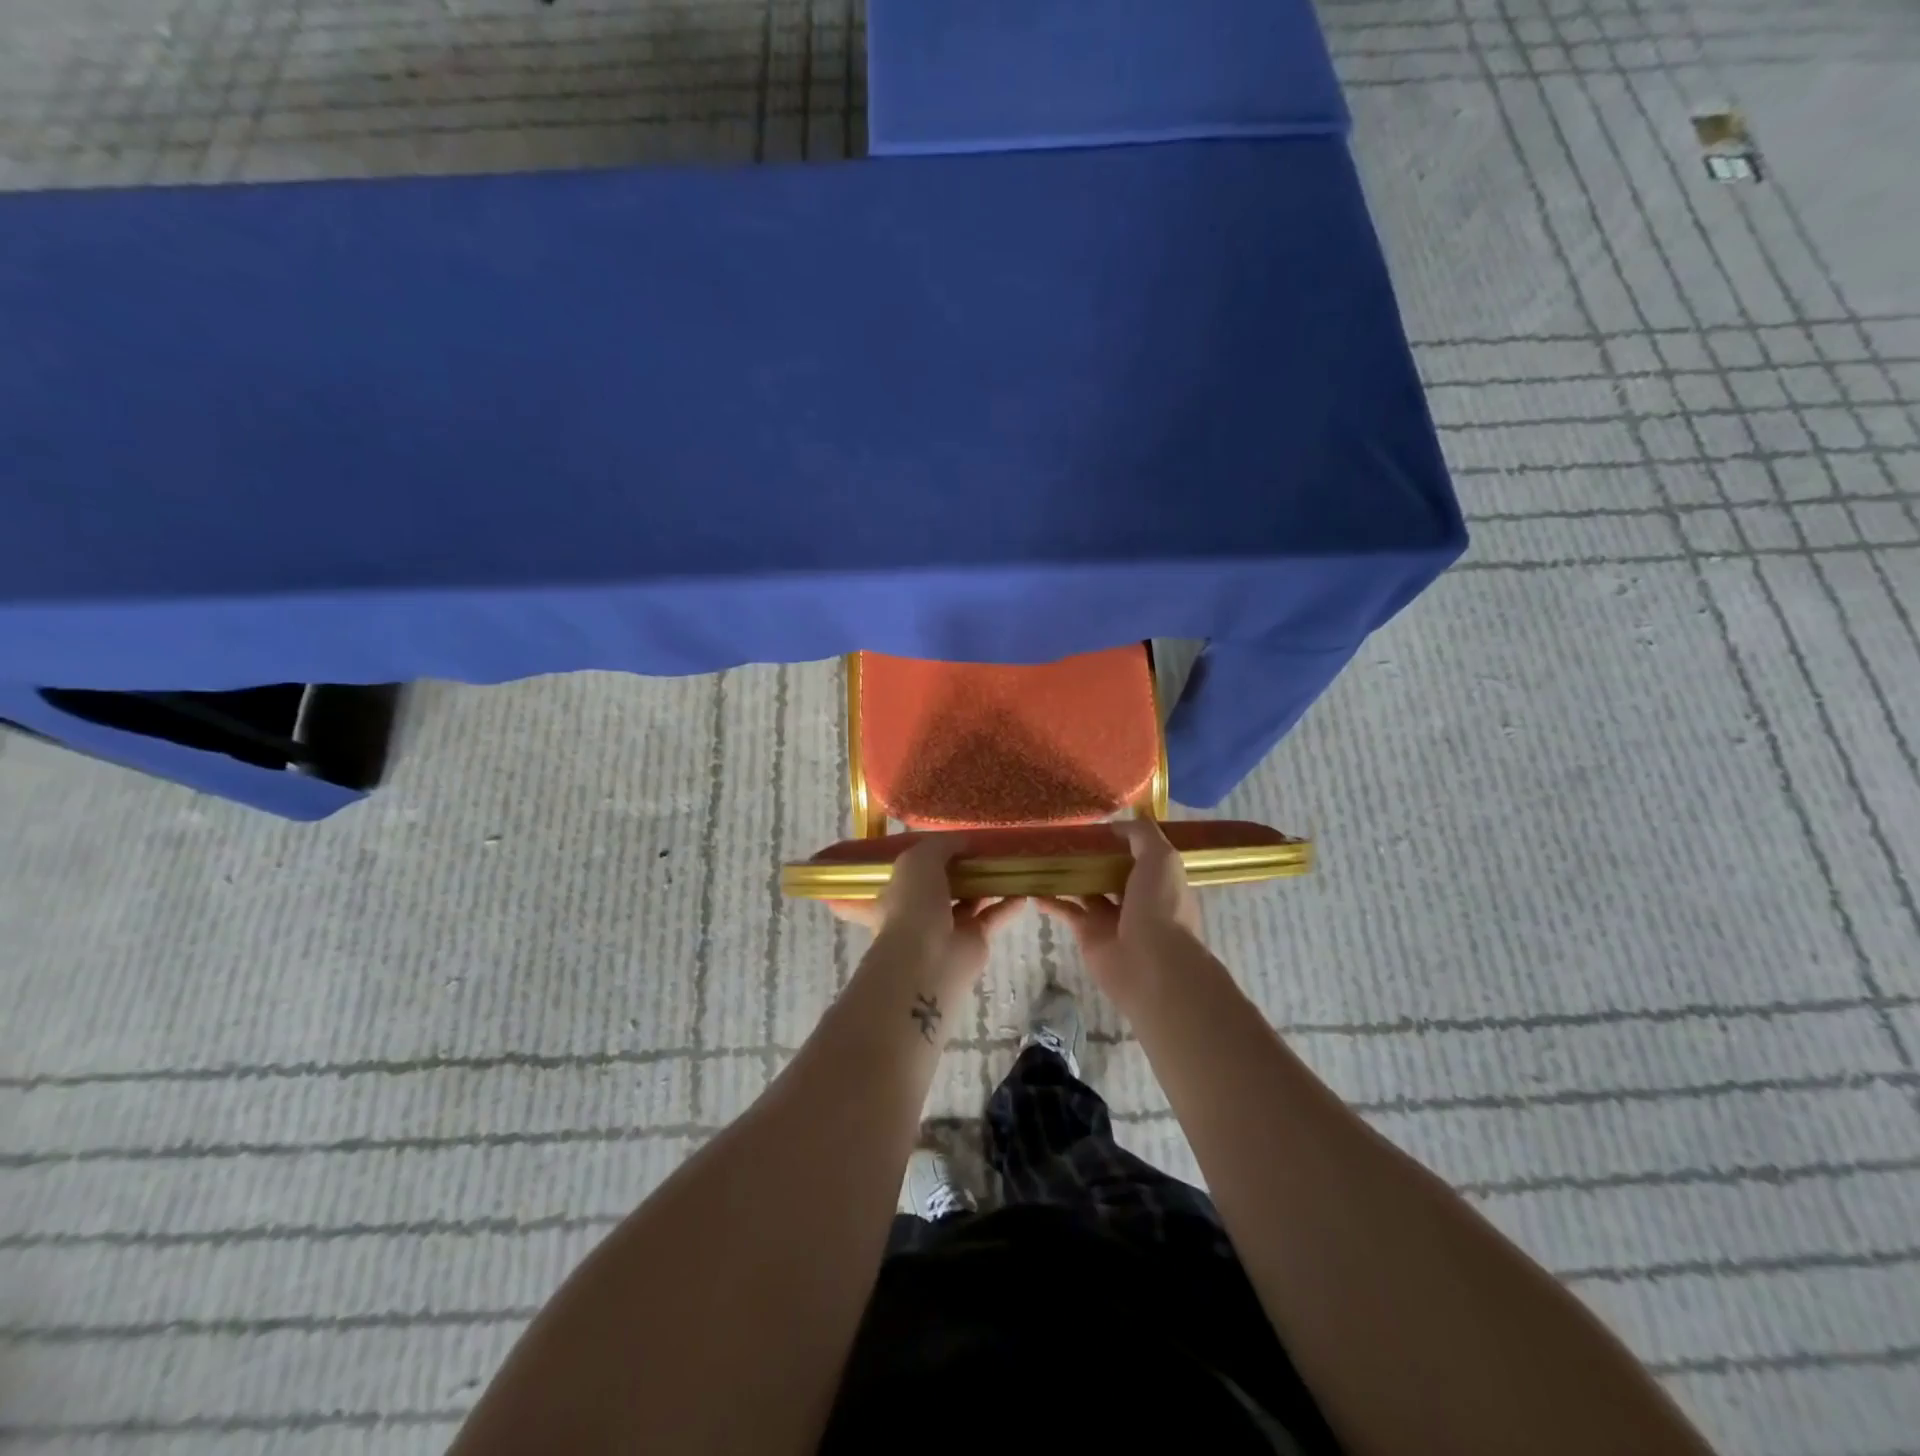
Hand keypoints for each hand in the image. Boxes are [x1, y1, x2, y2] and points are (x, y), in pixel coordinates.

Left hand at [826, 838, 1025, 995]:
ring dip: (987, 884)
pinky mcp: (973, 941)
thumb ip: (942, 845)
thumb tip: (965, 840)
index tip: (956, 840)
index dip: (933, 854)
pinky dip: (1007, 905)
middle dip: (964, 868)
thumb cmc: (913, 903)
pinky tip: (1023, 891)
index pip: (914, 870)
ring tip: (1008, 863)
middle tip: (987, 849)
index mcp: (897, 891)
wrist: (926, 959)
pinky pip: (992, 917)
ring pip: (970, 900)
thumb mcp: (919, 859)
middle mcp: (920, 910)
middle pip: (945, 884)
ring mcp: (948, 927)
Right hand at [1037, 819, 1201, 1004]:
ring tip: (1042, 854)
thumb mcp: (1161, 858)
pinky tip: (1032, 887)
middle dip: (1089, 854)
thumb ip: (1141, 835)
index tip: (1093, 821)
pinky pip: (1066, 910)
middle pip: (1108, 869)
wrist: (1151, 964)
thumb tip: (1115, 825)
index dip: (1118, 838)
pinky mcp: (1088, 932)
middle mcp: (1135, 897)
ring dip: (1067, 874)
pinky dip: (1050, 900)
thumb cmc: (1160, 905)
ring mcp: (1110, 916)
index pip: (1137, 852)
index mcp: (1157, 879)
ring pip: (1085, 887)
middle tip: (1061, 835)